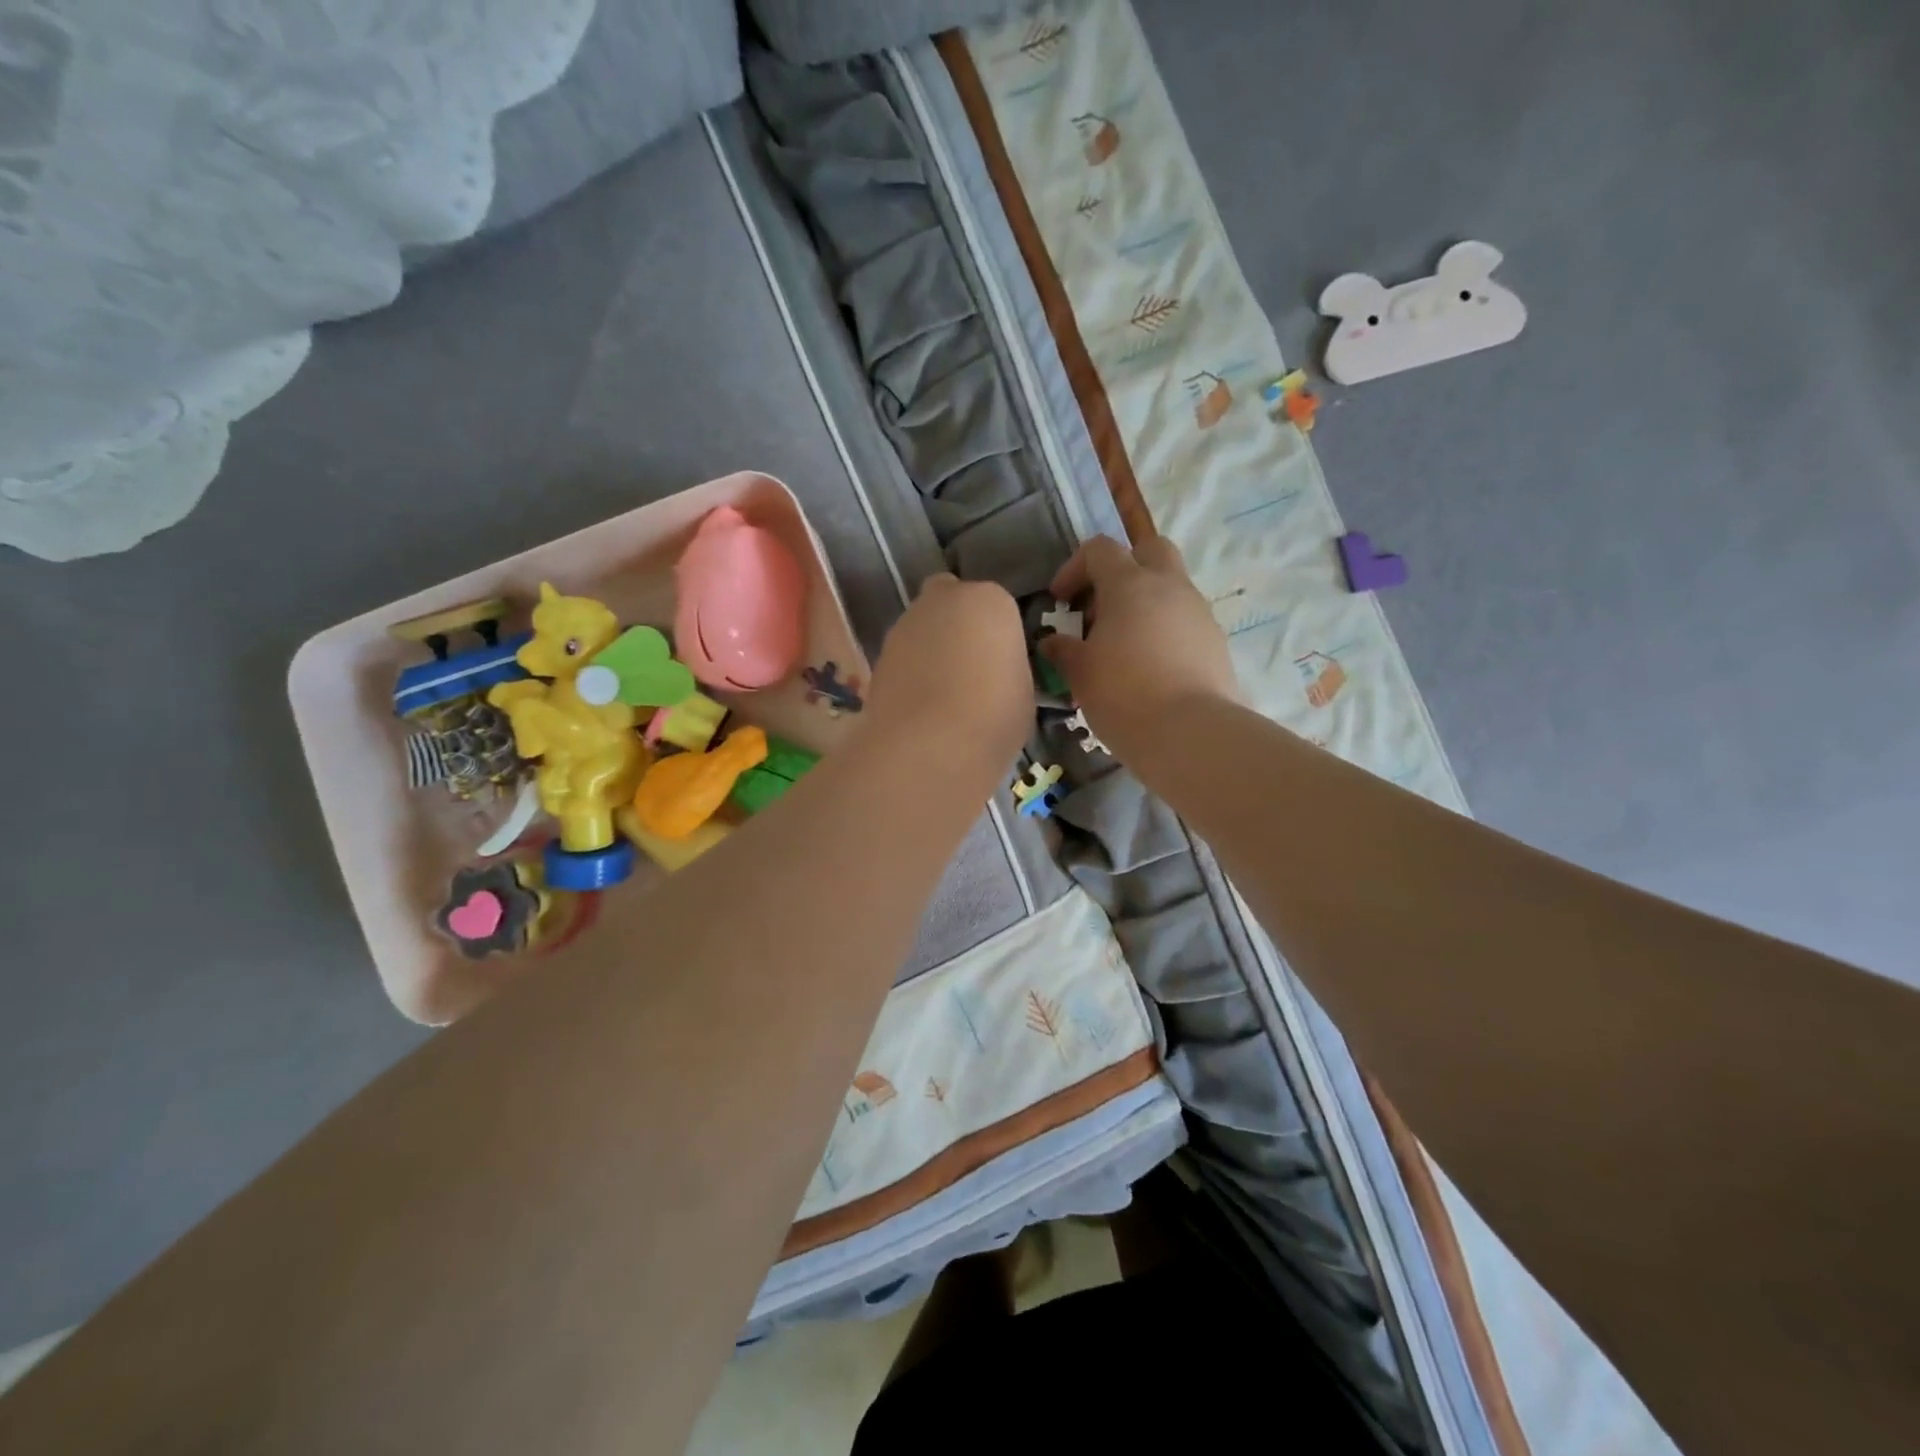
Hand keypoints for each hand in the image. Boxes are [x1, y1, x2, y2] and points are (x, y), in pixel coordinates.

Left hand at [861, 574, 1030, 780]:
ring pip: (922, 629)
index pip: (997, 608)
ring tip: (942, 696)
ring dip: (930, 650)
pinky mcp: (878, 654)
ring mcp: (905, 624)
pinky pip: (903, 658)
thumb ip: (1006, 669)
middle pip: (951, 603)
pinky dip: (909, 673)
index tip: (1001, 666)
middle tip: (969, 670)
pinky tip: (919, 707)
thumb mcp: (1022, 691)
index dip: (998, 637)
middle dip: (958, 627)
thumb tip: (994, 674)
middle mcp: (944, 599)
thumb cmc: (993, 716)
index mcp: (990, 600)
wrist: (930, 746)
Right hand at [1040, 536, 1240, 758]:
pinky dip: (1164, 629)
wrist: (1190, 733)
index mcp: (1130, 583)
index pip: (1099, 549)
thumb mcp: (1080, 673)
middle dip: (1122, 566)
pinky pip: (1185, 619)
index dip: (1074, 568)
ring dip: (1144, 601)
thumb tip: (1052, 642)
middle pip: (1149, 549)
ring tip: (1122, 643)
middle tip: (1101, 604)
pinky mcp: (1215, 640)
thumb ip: (1063, 650)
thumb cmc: (1123, 694)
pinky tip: (1149, 665)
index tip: (1061, 601)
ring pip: (1171, 586)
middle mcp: (1169, 586)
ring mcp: (1198, 611)